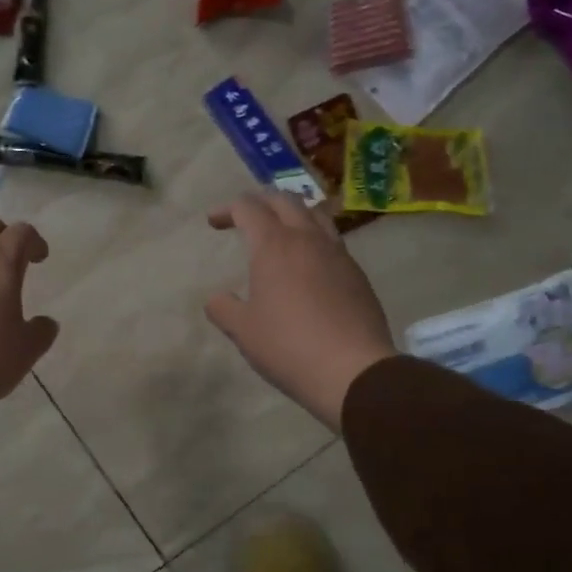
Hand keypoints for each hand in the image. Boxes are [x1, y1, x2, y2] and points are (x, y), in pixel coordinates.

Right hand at [205, 193, 396, 430]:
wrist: (353, 370)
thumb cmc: (288, 346)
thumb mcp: (243, 330)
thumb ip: (224, 309)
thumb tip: (217, 299)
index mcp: (274, 246)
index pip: (248, 208)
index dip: (227, 209)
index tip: (213, 222)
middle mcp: (308, 239)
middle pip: (285, 200)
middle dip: (261, 202)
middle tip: (246, 216)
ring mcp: (338, 254)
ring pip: (315, 214)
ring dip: (293, 214)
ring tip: (281, 230)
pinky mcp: (357, 274)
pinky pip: (333, 241)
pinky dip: (314, 239)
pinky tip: (308, 264)